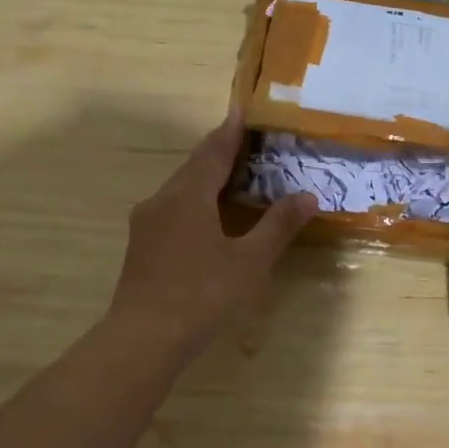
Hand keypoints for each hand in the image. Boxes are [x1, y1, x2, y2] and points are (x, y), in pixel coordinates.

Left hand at [109, 109, 317, 362]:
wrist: (143, 338)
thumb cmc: (201, 295)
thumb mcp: (248, 261)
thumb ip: (277, 226)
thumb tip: (308, 196)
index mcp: (189, 195)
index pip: (213, 151)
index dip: (230, 130)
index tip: (241, 109)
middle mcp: (162, 200)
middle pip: (193, 166)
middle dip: (218, 151)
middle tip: (244, 142)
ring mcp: (146, 223)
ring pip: (179, 188)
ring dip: (204, 177)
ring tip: (229, 176)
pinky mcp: (140, 245)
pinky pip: (170, 208)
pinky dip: (193, 201)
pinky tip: (205, 217)